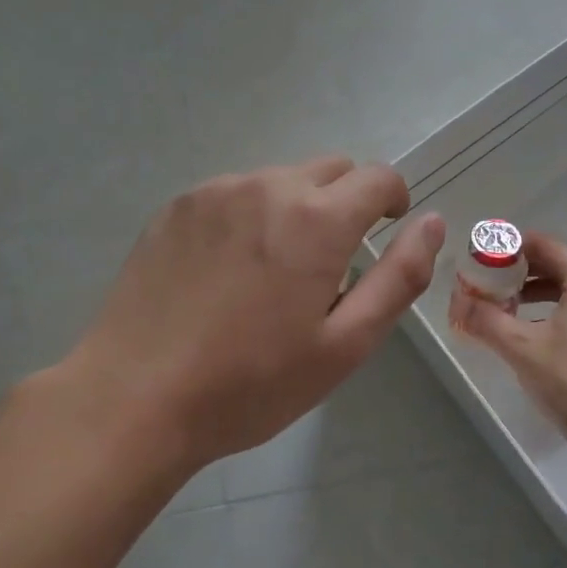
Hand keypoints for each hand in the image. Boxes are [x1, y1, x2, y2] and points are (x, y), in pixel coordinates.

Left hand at [63, 157, 445, 470]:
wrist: (134, 398)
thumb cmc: (251, 383)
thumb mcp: (344, 345)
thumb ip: (399, 277)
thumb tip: (432, 222)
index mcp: (317, 219)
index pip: (378, 176)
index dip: (393, 199)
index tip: (386, 229)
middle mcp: (268, 186)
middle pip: (331, 170)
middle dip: (346, 202)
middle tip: (330, 262)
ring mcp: (216, 191)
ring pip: (280, 179)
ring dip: (295, 209)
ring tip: (272, 272)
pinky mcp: (178, 205)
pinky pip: (234, 193)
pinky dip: (249, 215)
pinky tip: (226, 270)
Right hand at [447, 232, 566, 454]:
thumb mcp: (520, 348)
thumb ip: (485, 319)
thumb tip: (456, 301)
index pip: (544, 245)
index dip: (510, 246)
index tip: (482, 256)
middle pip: (556, 265)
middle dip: (519, 271)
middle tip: (487, 282)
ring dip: (534, 293)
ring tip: (504, 308)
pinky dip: (552, 311)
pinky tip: (531, 334)